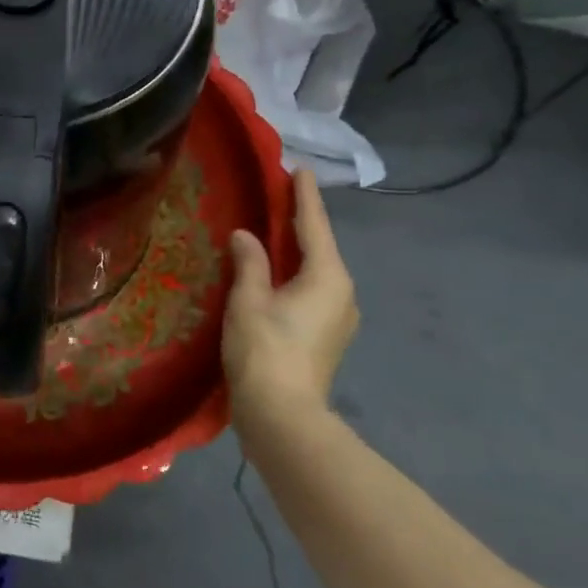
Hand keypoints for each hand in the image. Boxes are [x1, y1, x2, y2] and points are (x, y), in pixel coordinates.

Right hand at [222, 170, 358, 423]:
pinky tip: (274, 274)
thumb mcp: (249, 299)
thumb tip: (245, 236)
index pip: (314, 225)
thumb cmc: (265, 350)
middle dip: (300, 222)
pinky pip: (312, 292)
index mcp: (328, 277)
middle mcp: (342, 293)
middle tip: (278, 195)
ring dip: (296, 251)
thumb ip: (249, 262)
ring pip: (315, 272)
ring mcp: (339, 318)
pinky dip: (294, 275)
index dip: (304, 196)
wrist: (283, 417)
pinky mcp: (327, 337)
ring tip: (272, 232)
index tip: (300, 169)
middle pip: (319, 248)